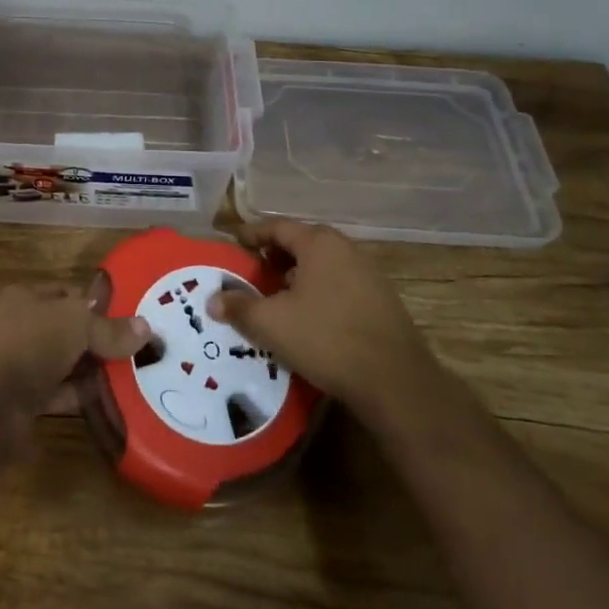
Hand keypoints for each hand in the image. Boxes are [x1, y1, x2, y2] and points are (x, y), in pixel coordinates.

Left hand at [0, 282, 151, 425]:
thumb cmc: (27, 344)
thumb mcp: (75, 324)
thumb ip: (109, 328)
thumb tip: (146, 328)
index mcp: (24, 298)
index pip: (66, 294)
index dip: (95, 305)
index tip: (129, 319)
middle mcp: (19, 329)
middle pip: (65, 332)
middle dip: (97, 342)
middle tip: (137, 352)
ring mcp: (16, 367)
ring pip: (62, 365)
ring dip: (91, 373)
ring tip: (132, 379)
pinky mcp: (19, 404)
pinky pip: (58, 396)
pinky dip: (80, 399)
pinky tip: (110, 404)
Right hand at [209, 219, 436, 418]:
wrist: (395, 382)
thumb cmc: (326, 338)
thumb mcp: (272, 323)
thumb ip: (240, 307)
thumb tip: (213, 300)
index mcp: (319, 243)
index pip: (277, 227)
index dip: (252, 234)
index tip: (234, 242)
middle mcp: (345, 249)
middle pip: (302, 244)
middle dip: (274, 256)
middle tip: (252, 272)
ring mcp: (368, 274)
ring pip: (322, 266)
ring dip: (296, 276)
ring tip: (275, 297)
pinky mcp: (381, 301)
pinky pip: (339, 285)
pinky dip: (317, 292)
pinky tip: (307, 318)